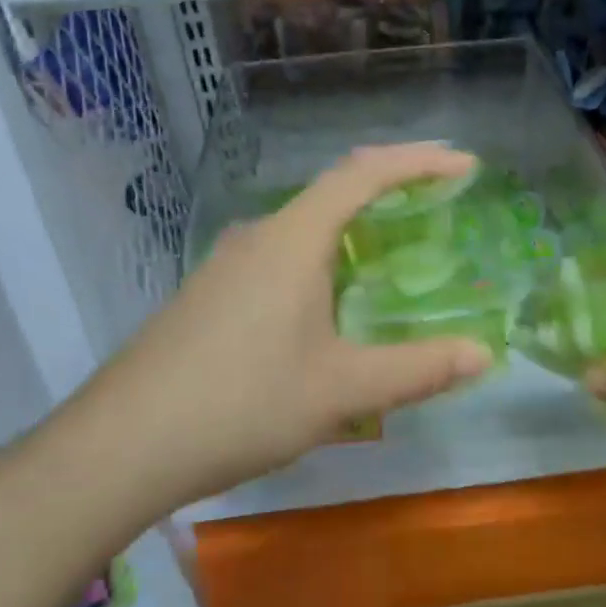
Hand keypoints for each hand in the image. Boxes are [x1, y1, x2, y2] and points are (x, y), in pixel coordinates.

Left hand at [53, 143, 493, 504]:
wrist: (122, 444)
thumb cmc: (242, 403)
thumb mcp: (342, 389)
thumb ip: (418, 369)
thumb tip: (483, 355)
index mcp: (293, 240)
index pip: (363, 173)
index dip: (417, 162)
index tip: (464, 164)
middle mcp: (258, 237)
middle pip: (333, 192)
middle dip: (390, 189)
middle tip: (438, 203)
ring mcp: (226, 266)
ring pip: (303, 229)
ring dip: (352, 229)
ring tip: (391, 254)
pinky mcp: (209, 295)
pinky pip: (279, 259)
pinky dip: (321, 261)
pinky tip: (327, 306)